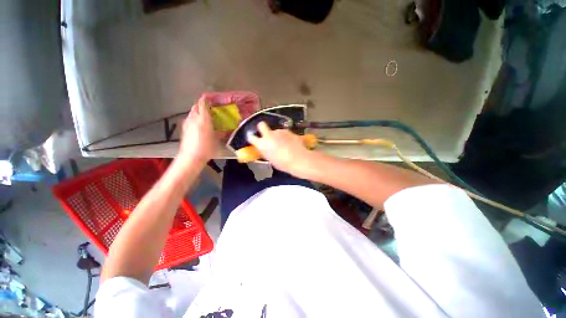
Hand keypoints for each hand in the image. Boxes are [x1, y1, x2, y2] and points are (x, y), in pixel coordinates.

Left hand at [179, 97, 216, 163]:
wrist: (191, 157)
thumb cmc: (207, 148)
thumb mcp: (217, 139)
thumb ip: (220, 132)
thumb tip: (224, 129)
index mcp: (203, 119)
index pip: (203, 104)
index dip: (206, 99)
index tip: (211, 98)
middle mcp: (193, 118)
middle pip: (196, 106)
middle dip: (202, 104)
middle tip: (209, 107)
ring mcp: (187, 123)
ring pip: (192, 112)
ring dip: (198, 111)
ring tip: (205, 116)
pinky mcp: (184, 128)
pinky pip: (189, 118)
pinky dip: (194, 117)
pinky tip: (198, 124)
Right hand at [247, 122, 313, 176]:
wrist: (298, 159)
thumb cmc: (283, 164)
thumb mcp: (271, 159)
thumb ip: (266, 151)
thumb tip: (266, 149)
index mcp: (262, 144)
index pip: (251, 137)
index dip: (253, 137)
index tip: (255, 139)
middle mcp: (268, 135)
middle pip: (261, 125)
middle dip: (262, 127)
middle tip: (267, 134)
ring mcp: (279, 131)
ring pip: (276, 130)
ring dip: (278, 135)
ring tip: (285, 143)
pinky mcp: (288, 130)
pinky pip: (284, 132)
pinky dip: (286, 136)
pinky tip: (291, 143)